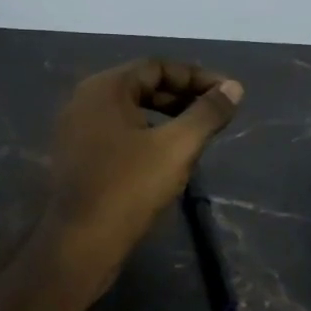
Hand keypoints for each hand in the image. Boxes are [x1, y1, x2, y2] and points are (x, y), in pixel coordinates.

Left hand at [45, 59, 243, 295]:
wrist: (80, 243)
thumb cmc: (129, 188)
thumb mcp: (177, 147)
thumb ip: (207, 113)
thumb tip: (234, 87)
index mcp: (105, 88)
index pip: (157, 67)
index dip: (196, 77)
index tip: (227, 94)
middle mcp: (85, 100)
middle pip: (142, 86)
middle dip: (182, 96)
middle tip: (215, 114)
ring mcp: (76, 129)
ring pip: (130, 111)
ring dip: (166, 117)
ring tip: (196, 135)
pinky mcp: (77, 156)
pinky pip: (117, 133)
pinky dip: (146, 135)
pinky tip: (166, 157)